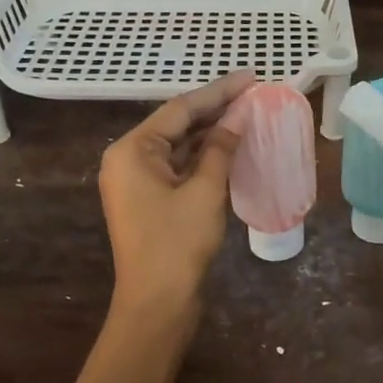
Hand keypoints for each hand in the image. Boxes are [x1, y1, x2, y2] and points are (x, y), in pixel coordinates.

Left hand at [99, 70, 252, 318]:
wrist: (156, 305)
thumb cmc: (177, 244)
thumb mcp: (204, 191)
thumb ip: (221, 148)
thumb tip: (240, 114)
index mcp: (132, 150)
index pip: (181, 109)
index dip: (219, 92)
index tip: (251, 77)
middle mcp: (128, 159)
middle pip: (177, 124)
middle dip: (215, 110)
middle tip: (254, 93)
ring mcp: (137, 181)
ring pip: (179, 146)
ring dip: (211, 133)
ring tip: (248, 114)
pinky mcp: (149, 200)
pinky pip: (178, 167)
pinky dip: (203, 157)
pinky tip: (231, 147)